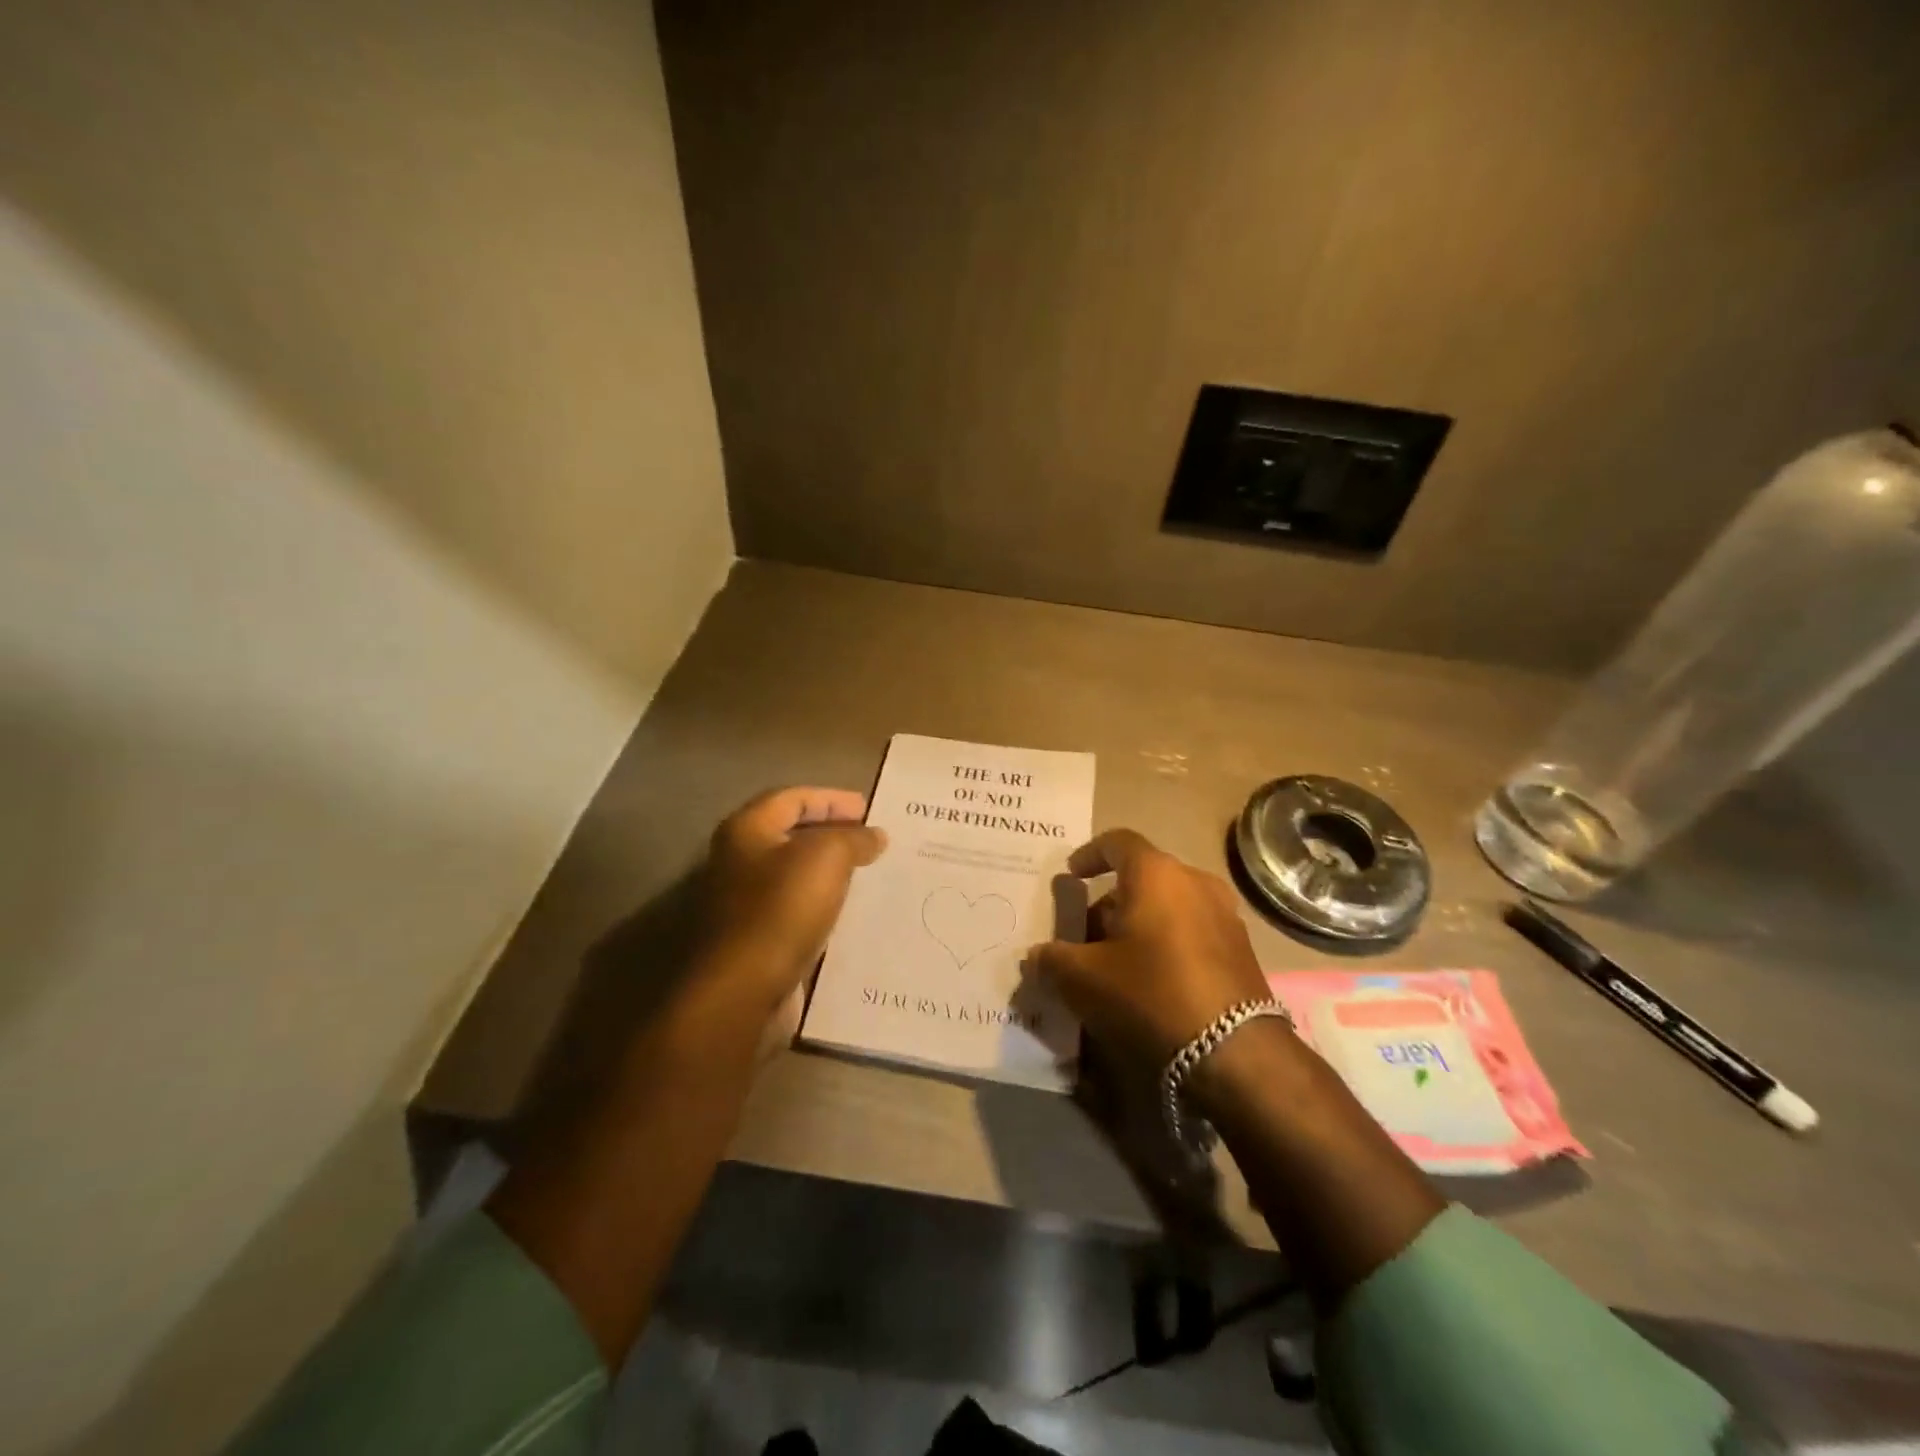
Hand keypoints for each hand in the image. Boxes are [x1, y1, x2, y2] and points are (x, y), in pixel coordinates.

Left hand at [698, 787, 886, 1021]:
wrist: (744, 991)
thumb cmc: (781, 909)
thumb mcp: (827, 857)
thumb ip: (853, 838)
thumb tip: (874, 835)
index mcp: (746, 831)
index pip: (792, 798)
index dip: (832, 799)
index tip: (869, 809)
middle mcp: (739, 862)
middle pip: (791, 835)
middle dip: (834, 833)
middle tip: (872, 839)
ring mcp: (745, 904)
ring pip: (796, 875)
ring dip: (831, 871)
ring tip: (870, 873)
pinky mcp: (757, 939)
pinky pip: (797, 910)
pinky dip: (825, 905)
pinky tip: (853, 912)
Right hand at [1025, 828, 1273, 1071]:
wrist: (1235, 1053)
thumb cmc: (1150, 994)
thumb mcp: (1084, 978)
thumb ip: (1052, 959)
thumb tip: (1036, 956)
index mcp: (1156, 873)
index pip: (1117, 842)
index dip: (1089, 854)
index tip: (1071, 875)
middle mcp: (1195, 882)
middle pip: (1142, 877)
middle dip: (1109, 901)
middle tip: (1084, 934)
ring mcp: (1224, 915)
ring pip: (1168, 905)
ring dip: (1138, 924)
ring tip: (1114, 961)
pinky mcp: (1240, 949)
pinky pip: (1191, 930)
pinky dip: (1165, 942)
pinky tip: (1150, 980)